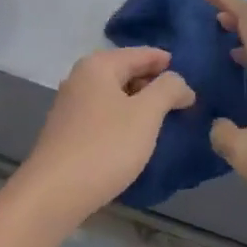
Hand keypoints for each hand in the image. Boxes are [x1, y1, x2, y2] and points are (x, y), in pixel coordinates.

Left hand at [11, 47, 193, 226]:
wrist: (54, 193)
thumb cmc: (105, 146)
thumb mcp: (146, 114)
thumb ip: (168, 89)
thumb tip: (179, 82)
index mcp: (98, 65)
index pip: (141, 53)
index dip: (168, 63)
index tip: (192, 77)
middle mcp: (80, 78)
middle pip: (126, 71)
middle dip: (154, 84)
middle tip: (183, 101)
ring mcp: (70, 105)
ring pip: (114, 95)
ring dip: (140, 104)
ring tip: (164, 120)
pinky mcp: (67, 131)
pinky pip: (104, 115)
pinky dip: (123, 119)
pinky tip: (136, 137)